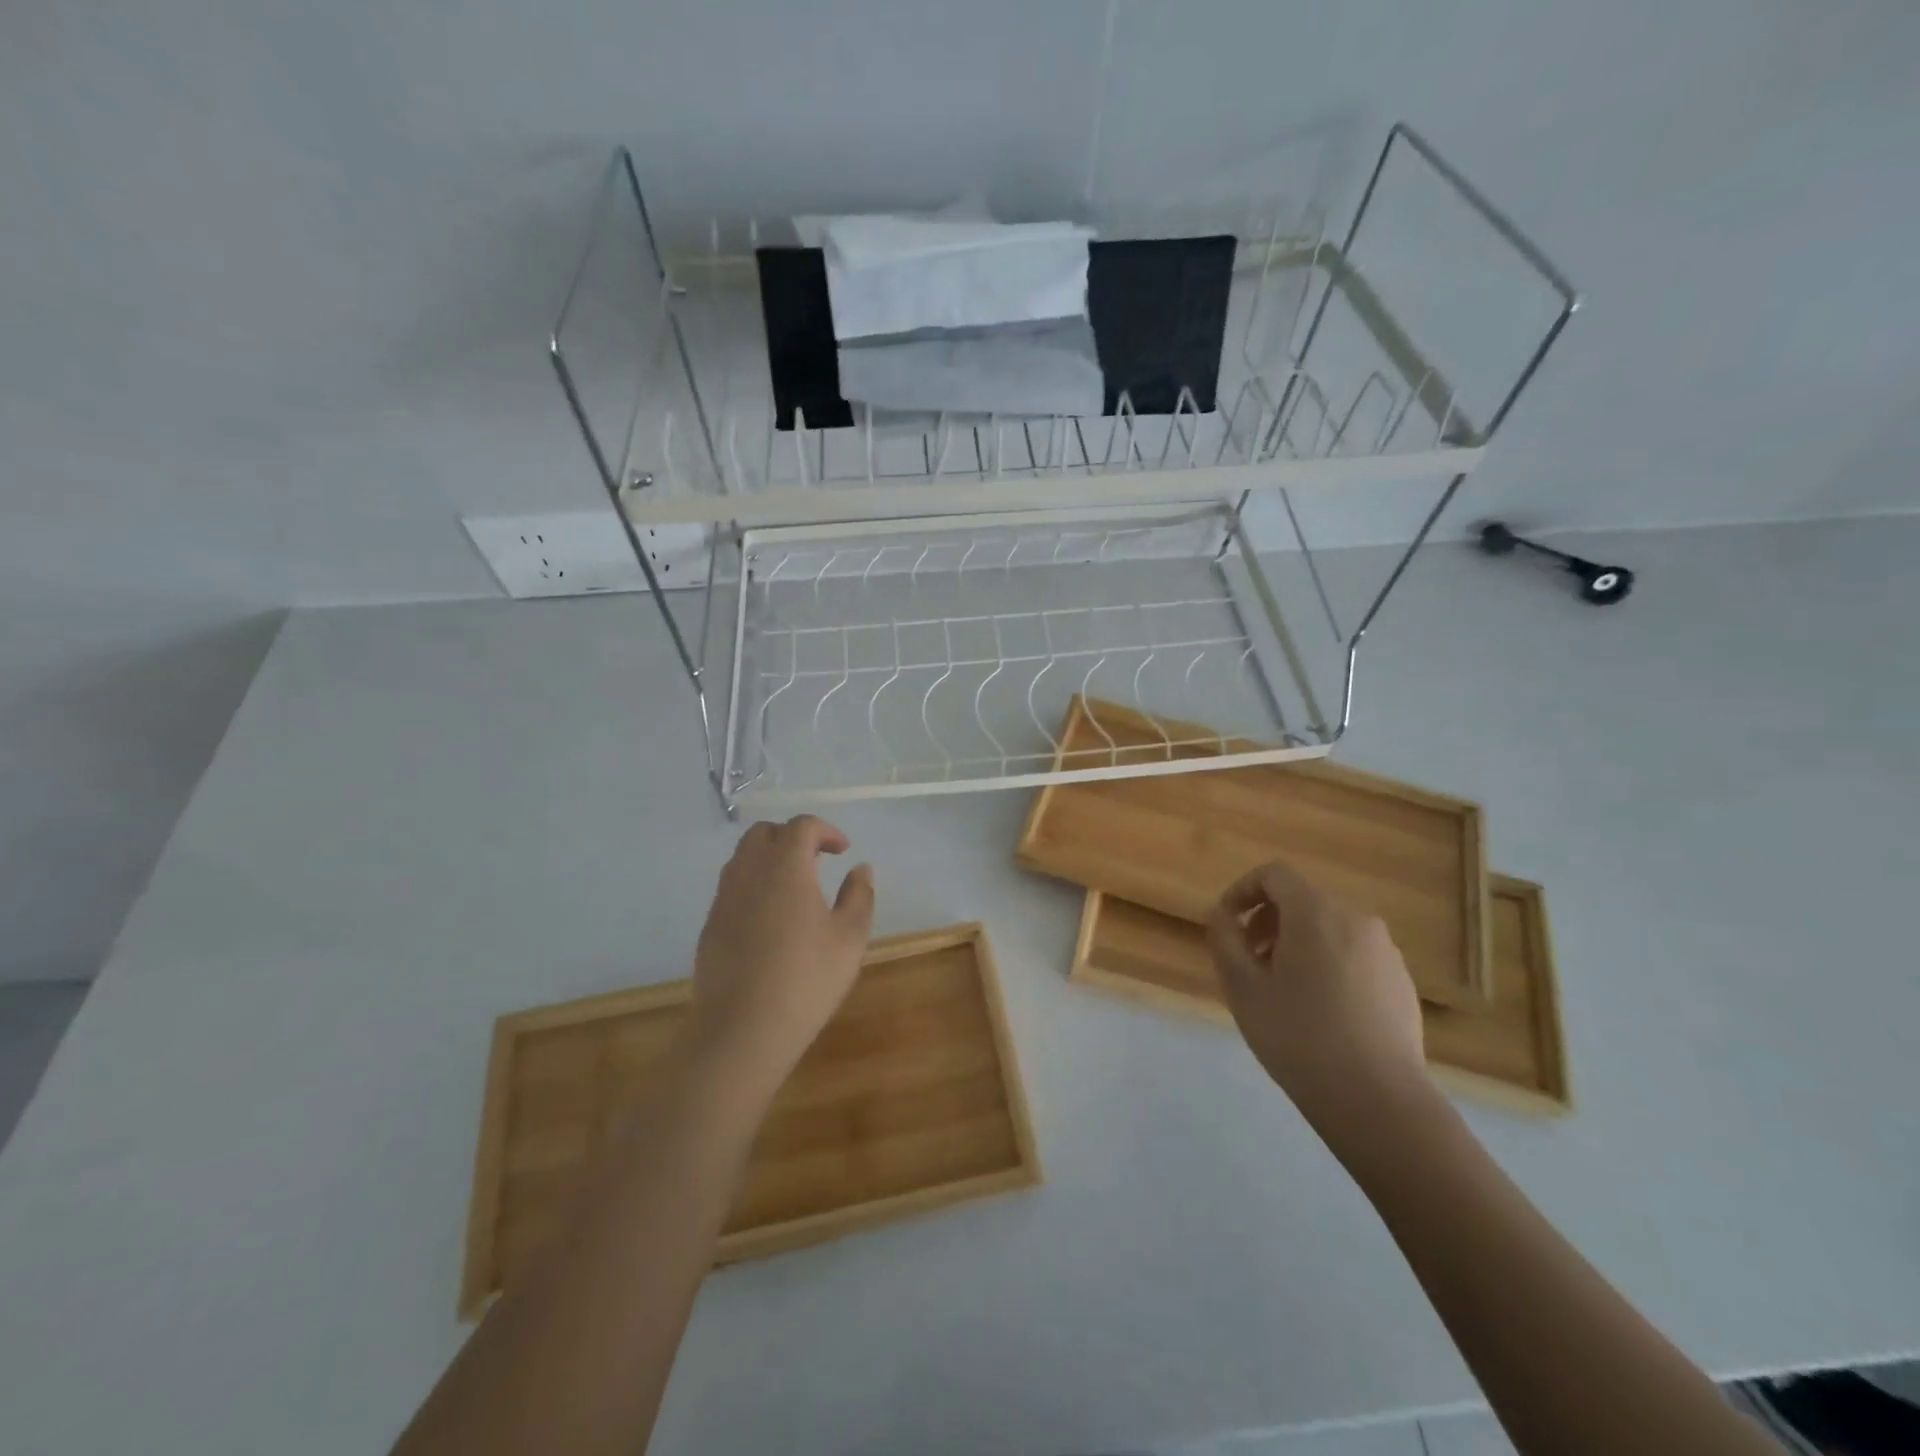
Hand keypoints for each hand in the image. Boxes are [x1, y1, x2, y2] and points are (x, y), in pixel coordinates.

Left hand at [686, 815, 874, 1100]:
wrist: (742, 1031)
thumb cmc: (806, 979)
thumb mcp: (849, 938)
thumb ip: (859, 896)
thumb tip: (861, 869)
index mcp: (785, 867)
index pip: (801, 826)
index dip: (825, 830)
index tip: (843, 851)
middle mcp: (749, 873)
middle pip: (763, 833)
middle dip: (791, 838)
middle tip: (816, 861)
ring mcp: (724, 899)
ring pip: (742, 859)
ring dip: (769, 860)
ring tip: (794, 888)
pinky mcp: (710, 926)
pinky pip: (731, 888)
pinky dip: (753, 886)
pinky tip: (771, 920)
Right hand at [1206, 859, 1427, 1127]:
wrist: (1378, 1100)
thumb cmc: (1298, 1036)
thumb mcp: (1242, 987)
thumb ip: (1225, 940)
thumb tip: (1222, 916)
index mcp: (1316, 913)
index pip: (1274, 875)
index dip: (1242, 890)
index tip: (1226, 923)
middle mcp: (1356, 920)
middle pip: (1302, 901)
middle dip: (1268, 923)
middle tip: (1249, 962)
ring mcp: (1385, 952)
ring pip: (1329, 930)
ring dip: (1297, 945)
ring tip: (1282, 991)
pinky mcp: (1402, 983)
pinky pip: (1354, 956)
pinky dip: (1328, 966)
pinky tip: (1320, 1012)